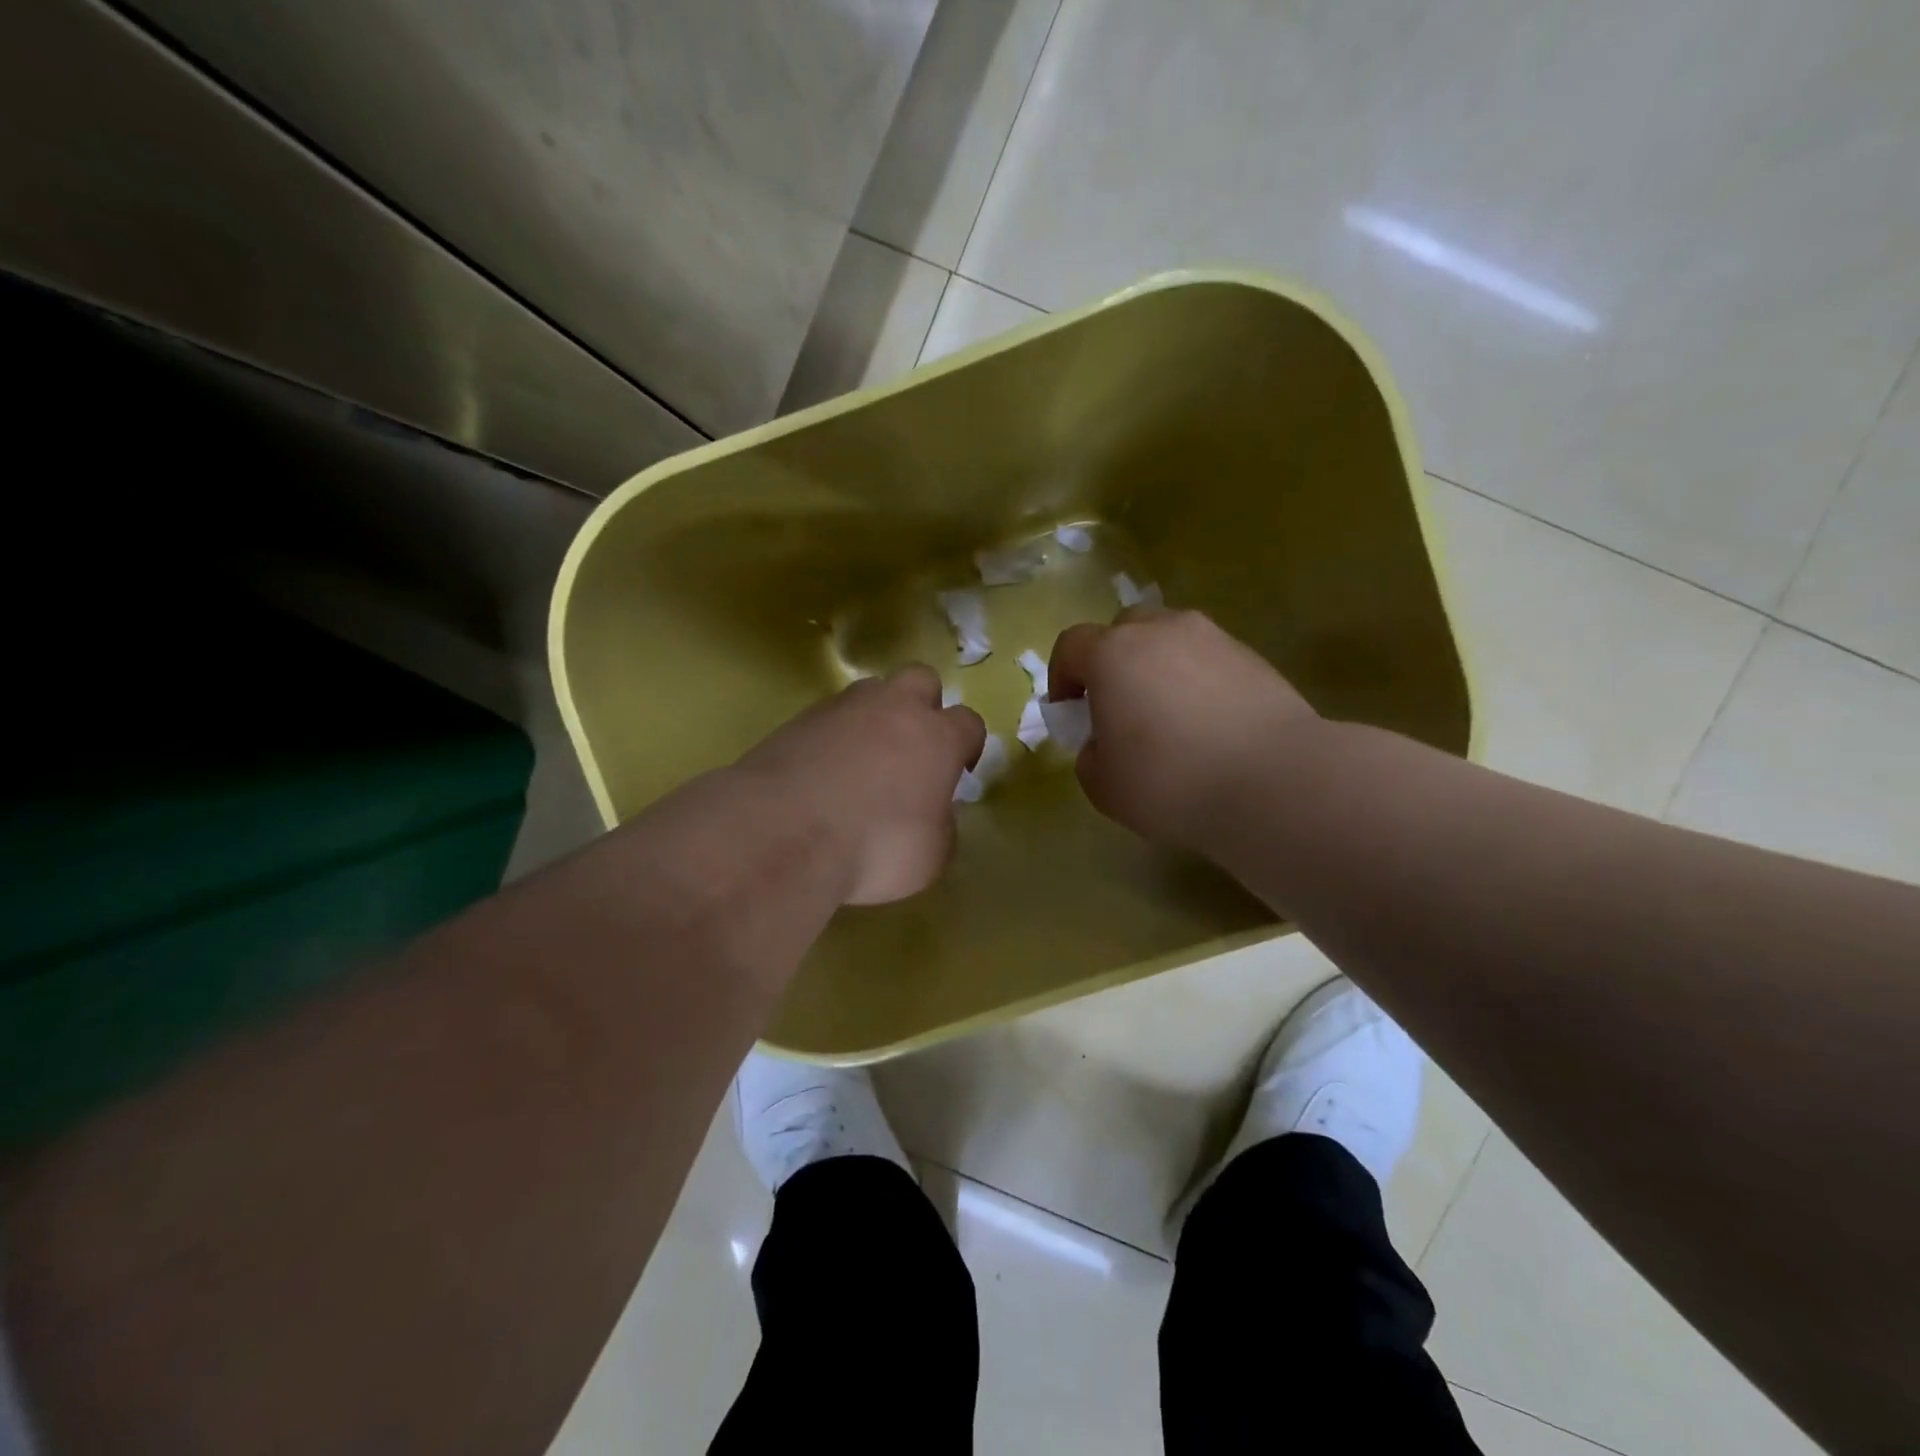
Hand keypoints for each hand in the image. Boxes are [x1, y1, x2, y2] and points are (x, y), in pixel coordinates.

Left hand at [733, 665, 986, 904]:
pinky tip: (823, 772)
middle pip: (921, 680)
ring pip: (871, 691)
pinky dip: (834, 737)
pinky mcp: (798, 719)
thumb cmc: (875, 848)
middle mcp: (893, 709)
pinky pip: (828, 716)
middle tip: (913, 748)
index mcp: (937, 737)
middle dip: (923, 706)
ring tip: (863, 759)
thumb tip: (932, 812)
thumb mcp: (930, 856)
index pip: (969, 722)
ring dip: (875, 716)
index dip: (968, 744)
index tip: (959, 770)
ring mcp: (841, 708)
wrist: (782, 834)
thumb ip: (941, 825)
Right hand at [1048, 608, 1319, 852]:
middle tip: (1119, 706)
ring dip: (1159, 668)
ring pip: (1171, 641)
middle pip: (1124, 629)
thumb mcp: (1103, 785)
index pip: (1071, 646)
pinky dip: (1199, 682)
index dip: (1062, 676)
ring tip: (1169, 716)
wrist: (1273, 782)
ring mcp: (1213, 639)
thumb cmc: (1170, 782)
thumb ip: (1090, 755)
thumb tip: (1106, 742)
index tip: (1069, 710)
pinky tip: (1210, 724)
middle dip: (1113, 661)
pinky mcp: (1254, 657)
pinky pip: (1208, 661)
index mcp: (1113, 654)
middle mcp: (1161, 630)